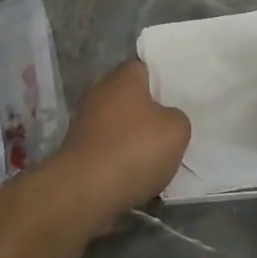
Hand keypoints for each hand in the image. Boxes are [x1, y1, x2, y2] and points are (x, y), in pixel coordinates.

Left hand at [51, 59, 190, 215]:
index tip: (177, 97)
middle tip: (171, 127)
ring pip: (119, 122)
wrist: (85, 190)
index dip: (162, 80)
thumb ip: (177, 117)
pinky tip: (136, 173)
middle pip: (130, 95)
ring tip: (157, 156)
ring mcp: (86, 120)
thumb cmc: (134, 150)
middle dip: (149, 111)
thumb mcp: (177, 130)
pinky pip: (108, 146)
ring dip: (134, 136)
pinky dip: (121, 157)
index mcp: (123, 78)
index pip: (144, 66)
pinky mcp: (79, 147)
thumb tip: (166, 119)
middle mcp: (100, 92)